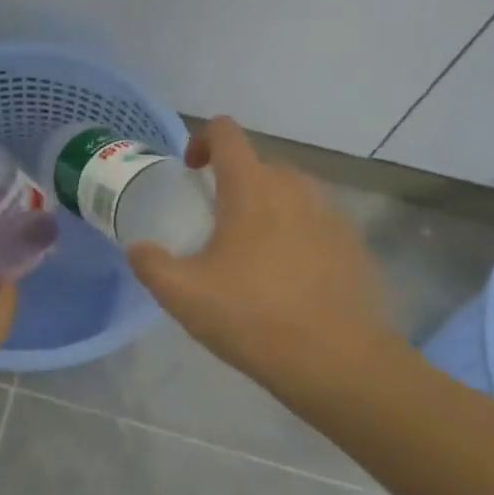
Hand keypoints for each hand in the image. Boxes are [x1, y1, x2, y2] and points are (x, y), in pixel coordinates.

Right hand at [128, 117, 398, 397]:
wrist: (336, 360)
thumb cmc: (252, 318)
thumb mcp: (183, 296)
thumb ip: (151, 264)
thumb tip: (139, 249)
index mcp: (251, 189)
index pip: (226, 133)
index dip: (202, 141)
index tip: (190, 173)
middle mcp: (296, 188)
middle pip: (260, 163)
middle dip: (233, 182)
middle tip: (216, 225)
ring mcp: (332, 214)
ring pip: (292, 192)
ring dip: (267, 207)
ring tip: (252, 253)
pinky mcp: (354, 244)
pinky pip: (317, 222)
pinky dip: (297, 234)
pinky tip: (288, 278)